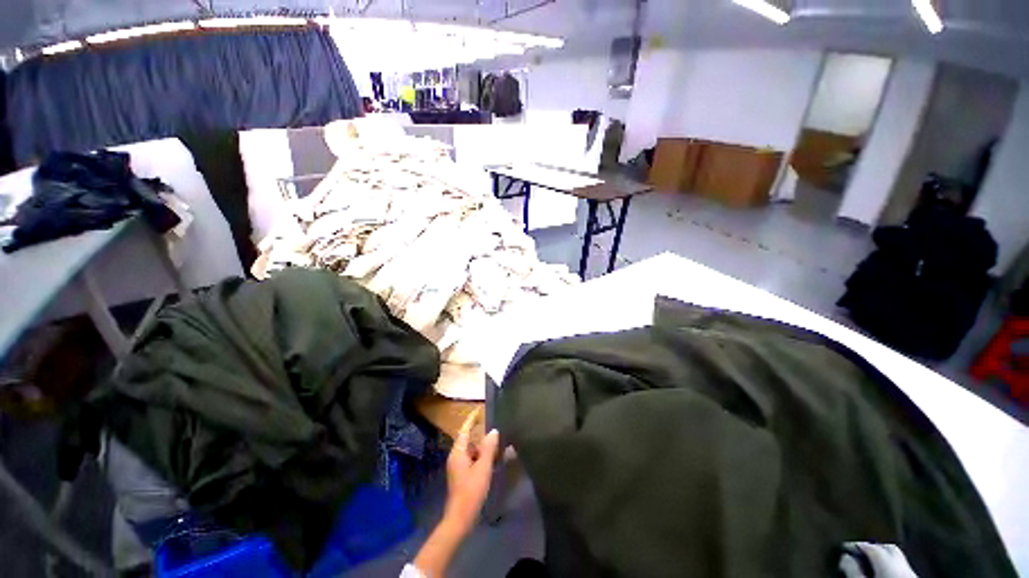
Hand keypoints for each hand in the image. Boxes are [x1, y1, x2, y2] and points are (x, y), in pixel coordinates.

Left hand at [443, 420, 499, 533]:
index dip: (471, 420)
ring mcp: (458, 467)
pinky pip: (473, 460)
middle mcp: (456, 457)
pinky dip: (482, 457)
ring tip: (497, 443)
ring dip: (483, 447)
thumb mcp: (483, 468)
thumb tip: (493, 431)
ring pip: (471, 451)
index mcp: (458, 453)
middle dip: (480, 433)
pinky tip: (493, 459)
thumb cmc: (471, 490)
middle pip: (468, 440)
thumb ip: (488, 448)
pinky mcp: (462, 476)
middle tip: (493, 427)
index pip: (464, 430)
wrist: (460, 518)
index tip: (479, 410)